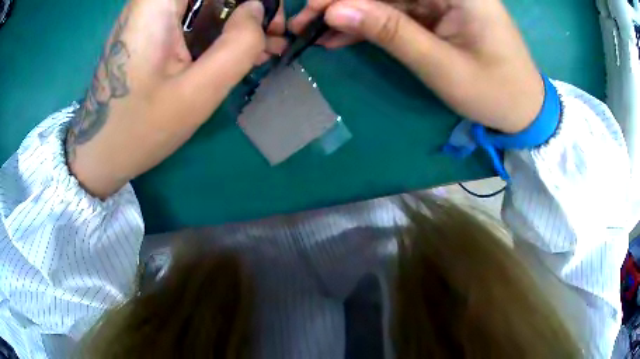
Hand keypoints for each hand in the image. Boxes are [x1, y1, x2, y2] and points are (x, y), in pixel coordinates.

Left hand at [66, 0, 274, 198]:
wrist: (100, 152)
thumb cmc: (140, 128)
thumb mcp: (196, 93)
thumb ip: (238, 46)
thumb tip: (258, 11)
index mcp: (157, 3)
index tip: (269, 21)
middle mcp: (153, 1)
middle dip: (247, 7)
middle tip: (272, 35)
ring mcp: (152, 14)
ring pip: (207, 3)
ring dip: (237, 20)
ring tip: (265, 48)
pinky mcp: (154, 30)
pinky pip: (195, 18)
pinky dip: (220, 30)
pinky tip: (239, 52)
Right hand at [291, 0, 543, 133]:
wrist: (523, 110)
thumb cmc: (495, 92)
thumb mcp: (442, 65)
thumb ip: (390, 32)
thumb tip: (334, 10)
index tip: (312, 9)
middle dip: (343, 2)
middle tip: (305, 23)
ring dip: (351, 14)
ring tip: (315, 34)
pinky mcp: (438, 13)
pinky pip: (396, 12)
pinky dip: (369, 25)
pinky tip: (341, 36)